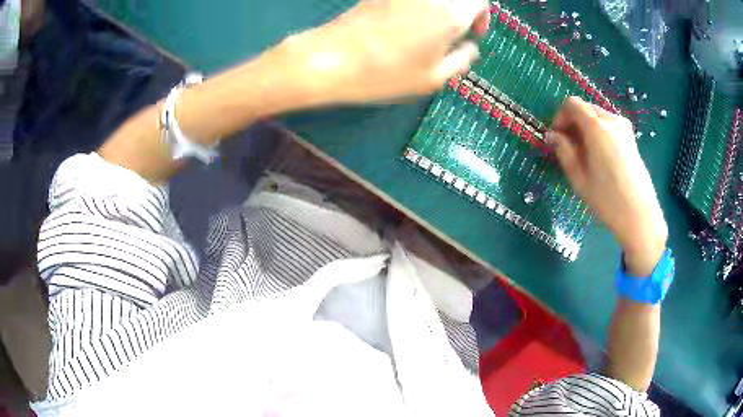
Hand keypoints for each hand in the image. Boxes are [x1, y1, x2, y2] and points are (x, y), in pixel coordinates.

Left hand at [282, 0, 489, 102]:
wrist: (332, 59)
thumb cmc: (385, 74)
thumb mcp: (432, 79)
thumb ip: (461, 60)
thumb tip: (470, 47)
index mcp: (450, 13)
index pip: (480, 0)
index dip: (482, 14)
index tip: (474, 32)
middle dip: (464, 9)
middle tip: (455, 28)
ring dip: (441, 8)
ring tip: (432, 28)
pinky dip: (420, 6)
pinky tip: (409, 21)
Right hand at [549, 97, 667, 275]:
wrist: (640, 215)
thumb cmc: (607, 199)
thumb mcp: (578, 177)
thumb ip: (563, 151)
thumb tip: (552, 135)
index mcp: (597, 127)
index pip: (572, 104)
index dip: (560, 116)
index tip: (557, 136)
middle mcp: (612, 120)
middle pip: (586, 108)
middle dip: (573, 122)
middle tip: (569, 146)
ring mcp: (624, 128)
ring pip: (598, 117)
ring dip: (586, 128)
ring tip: (585, 153)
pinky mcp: (631, 138)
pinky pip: (609, 126)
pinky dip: (599, 133)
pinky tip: (600, 156)